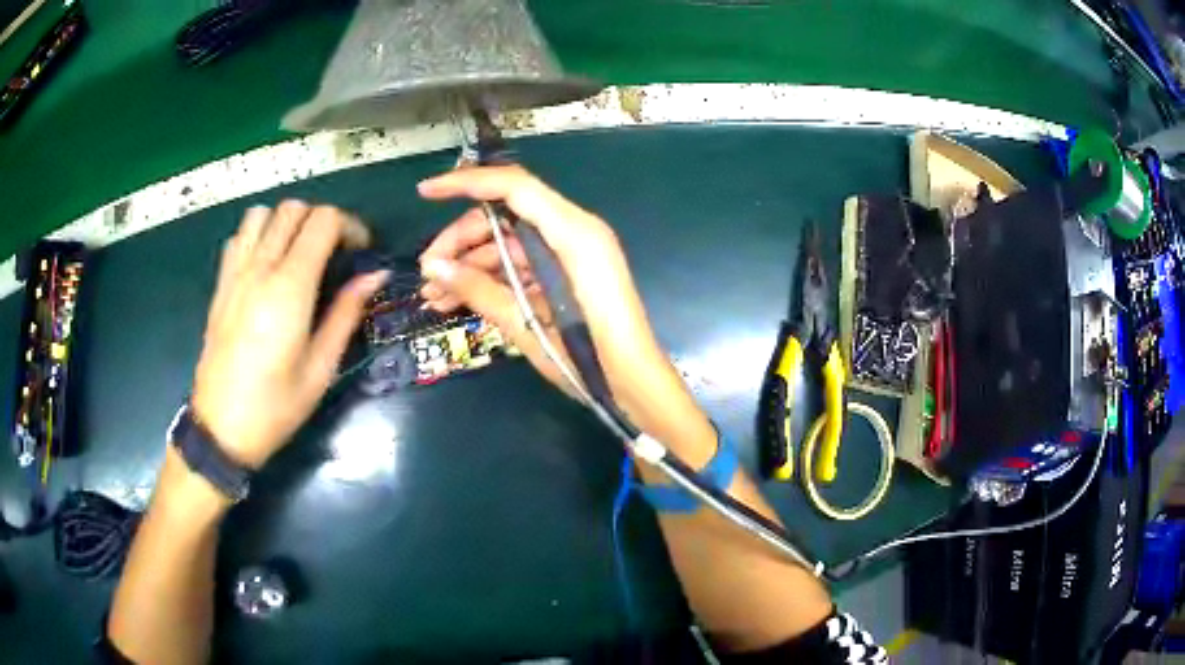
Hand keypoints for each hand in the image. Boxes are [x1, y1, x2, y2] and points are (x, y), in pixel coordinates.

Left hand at [191, 202, 386, 468]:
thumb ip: (346, 314)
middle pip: (293, 209)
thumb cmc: (275, 407)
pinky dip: (257, 235)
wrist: (220, 429)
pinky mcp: (220, 286)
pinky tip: (266, 264)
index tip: (361, 250)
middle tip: (334, 251)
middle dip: (321, 219)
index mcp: (289, 288)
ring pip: (261, 214)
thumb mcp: (320, 368)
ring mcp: (234, 274)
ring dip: (286, 221)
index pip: (323, 221)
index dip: (350, 225)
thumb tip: (376, 275)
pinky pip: (238, 237)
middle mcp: (259, 269)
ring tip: (298, 251)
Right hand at [417, 166, 708, 445]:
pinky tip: (457, 300)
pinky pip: (522, 264)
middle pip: (504, 216)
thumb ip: (480, 289)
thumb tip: (432, 268)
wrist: (633, 386)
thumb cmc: (588, 357)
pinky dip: (491, 279)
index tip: (426, 192)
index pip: (513, 187)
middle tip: (427, 274)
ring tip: (433, 296)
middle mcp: (574, 231)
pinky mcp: (568, 273)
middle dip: (460, 241)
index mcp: (573, 233)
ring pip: (508, 243)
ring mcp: (571, 252)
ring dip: (469, 265)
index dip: (466, 183)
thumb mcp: (527, 324)